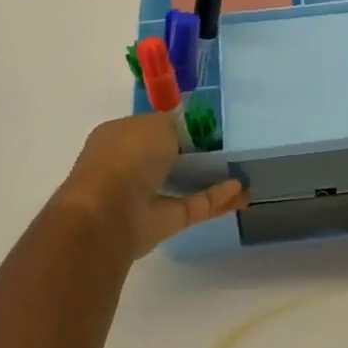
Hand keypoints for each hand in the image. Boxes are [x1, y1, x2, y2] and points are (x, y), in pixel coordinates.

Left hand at [53, 113, 247, 261]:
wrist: (105, 215)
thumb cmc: (126, 157)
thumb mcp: (156, 123)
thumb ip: (174, 124)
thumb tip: (183, 130)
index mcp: (118, 137)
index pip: (150, 127)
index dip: (177, 124)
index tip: (207, 124)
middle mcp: (128, 166)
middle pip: (167, 156)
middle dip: (194, 152)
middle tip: (227, 146)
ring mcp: (143, 197)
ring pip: (181, 184)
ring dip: (209, 178)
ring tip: (242, 172)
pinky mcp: (160, 223)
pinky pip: (192, 206)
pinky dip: (215, 198)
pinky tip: (241, 191)